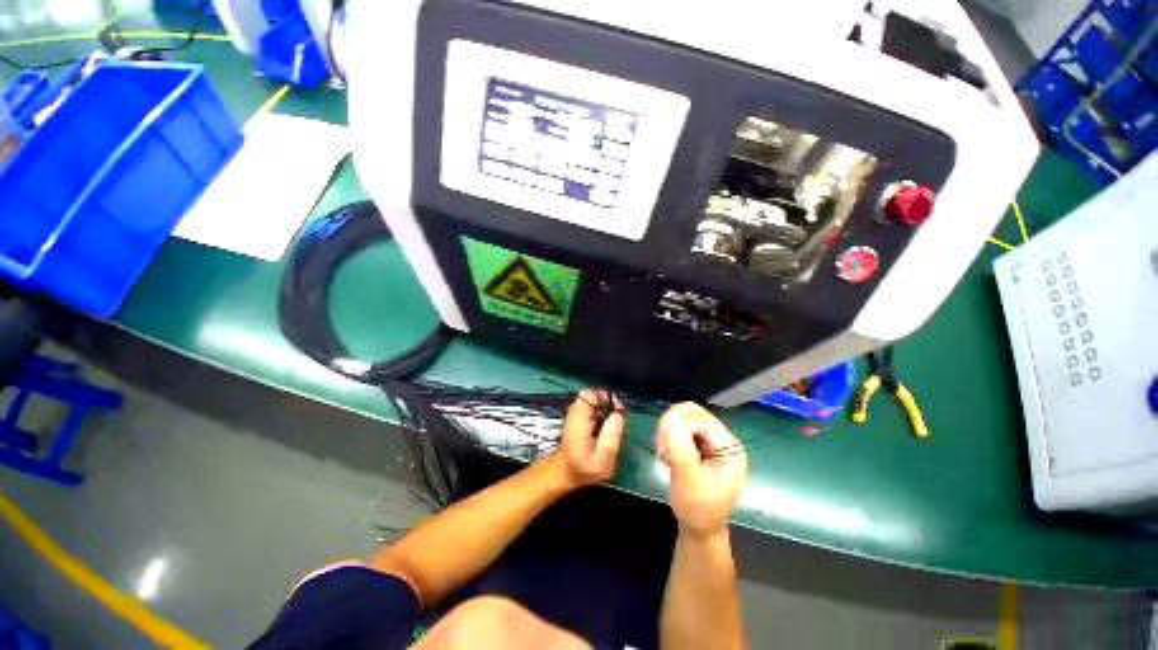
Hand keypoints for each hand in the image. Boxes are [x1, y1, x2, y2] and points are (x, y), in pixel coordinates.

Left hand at [548, 390, 625, 489]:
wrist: (563, 474)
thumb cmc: (582, 470)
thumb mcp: (602, 460)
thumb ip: (611, 437)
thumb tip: (619, 415)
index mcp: (579, 420)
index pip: (590, 394)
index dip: (606, 398)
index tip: (618, 409)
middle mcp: (575, 412)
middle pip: (594, 395)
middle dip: (609, 403)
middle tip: (620, 417)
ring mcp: (576, 414)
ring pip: (595, 401)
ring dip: (607, 409)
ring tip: (616, 424)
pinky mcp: (579, 418)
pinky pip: (594, 408)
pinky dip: (603, 414)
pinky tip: (608, 427)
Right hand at [656, 403, 746, 536]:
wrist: (698, 530)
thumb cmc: (697, 511)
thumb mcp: (688, 482)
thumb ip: (680, 449)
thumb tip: (670, 417)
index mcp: (730, 448)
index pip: (698, 419)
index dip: (677, 428)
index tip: (665, 451)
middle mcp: (724, 440)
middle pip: (692, 413)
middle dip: (672, 428)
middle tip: (664, 452)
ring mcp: (713, 442)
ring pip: (684, 418)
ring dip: (669, 433)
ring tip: (666, 456)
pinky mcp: (701, 445)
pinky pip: (681, 428)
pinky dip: (670, 437)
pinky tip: (668, 456)